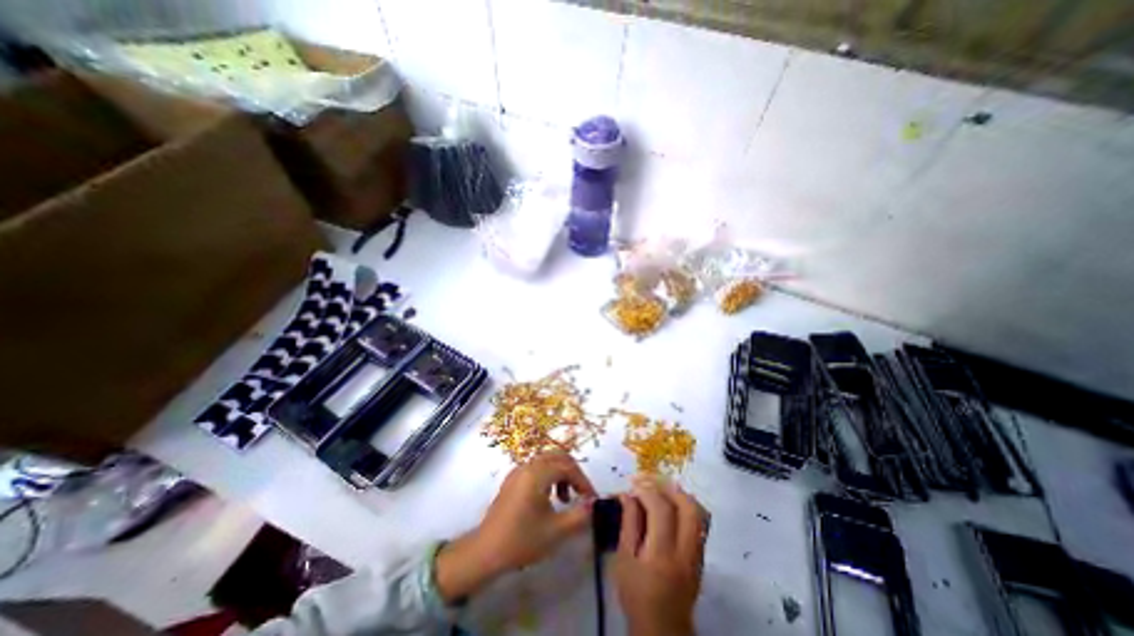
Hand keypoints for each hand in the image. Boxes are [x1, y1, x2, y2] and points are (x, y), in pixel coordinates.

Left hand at [432, 453, 593, 601]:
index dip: (584, 481)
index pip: (568, 467)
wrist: (486, 551)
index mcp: (538, 473)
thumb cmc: (522, 540)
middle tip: (581, 493)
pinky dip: (549, 476)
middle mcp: (528, 465)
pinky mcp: (513, 479)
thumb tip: (594, 504)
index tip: (592, 500)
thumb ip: (580, 515)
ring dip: (561, 474)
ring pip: (547, 461)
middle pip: (558, 457)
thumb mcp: (556, 531)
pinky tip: (549, 498)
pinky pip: (537, 468)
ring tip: (565, 499)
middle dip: (574, 473)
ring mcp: (518, 470)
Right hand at [617, 477, 706, 635]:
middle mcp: (686, 552)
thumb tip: (627, 495)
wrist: (662, 630)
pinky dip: (684, 505)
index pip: (661, 510)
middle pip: (688, 506)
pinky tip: (669, 504)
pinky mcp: (702, 555)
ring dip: (678, 494)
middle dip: (667, 487)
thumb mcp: (624, 560)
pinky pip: (699, 521)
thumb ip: (628, 524)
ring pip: (699, 511)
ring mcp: (698, 553)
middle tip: (648, 481)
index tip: (632, 484)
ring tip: (659, 488)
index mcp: (663, 555)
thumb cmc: (636, 595)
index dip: (647, 490)